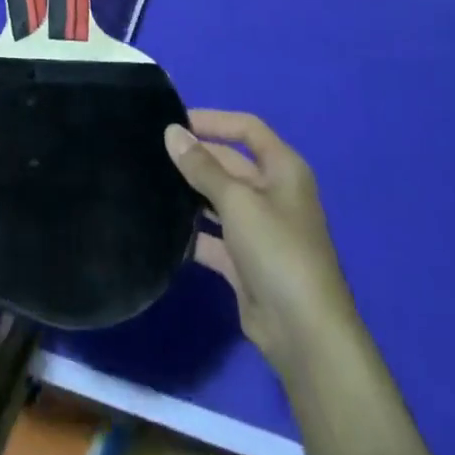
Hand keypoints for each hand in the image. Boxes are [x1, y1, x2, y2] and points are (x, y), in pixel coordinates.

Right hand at [165, 110, 358, 375]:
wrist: (304, 334)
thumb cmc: (277, 250)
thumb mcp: (237, 201)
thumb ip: (202, 166)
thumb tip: (171, 132)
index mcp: (283, 169)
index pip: (247, 129)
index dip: (213, 120)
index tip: (174, 122)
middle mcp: (274, 194)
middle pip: (230, 163)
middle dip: (197, 157)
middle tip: (152, 153)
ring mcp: (260, 230)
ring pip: (220, 200)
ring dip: (191, 193)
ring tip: (150, 182)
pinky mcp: (246, 263)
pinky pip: (215, 237)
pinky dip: (194, 232)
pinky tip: (162, 227)